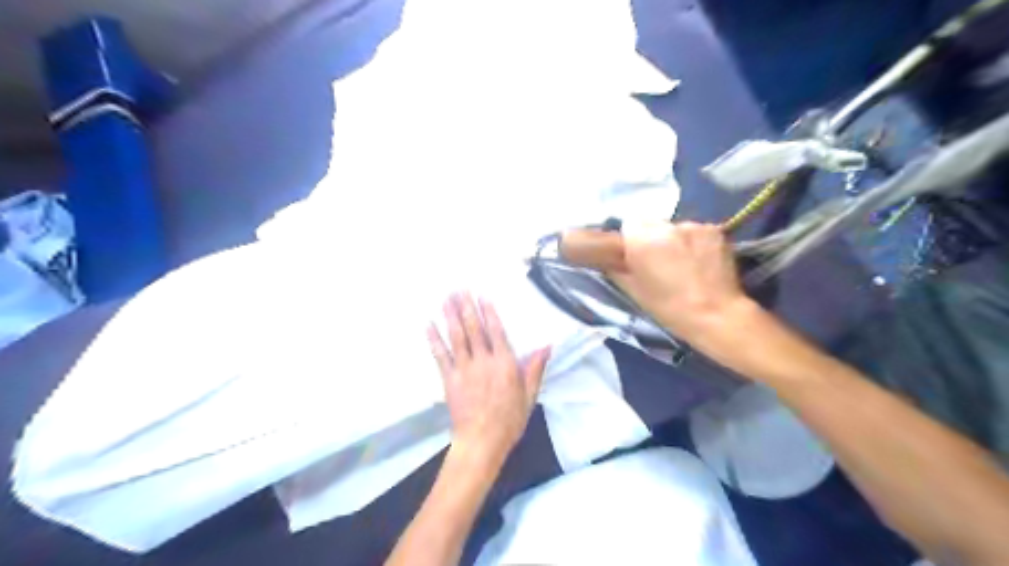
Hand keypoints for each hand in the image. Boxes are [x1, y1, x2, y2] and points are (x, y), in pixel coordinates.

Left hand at [428, 291, 550, 463]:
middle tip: (458, 288)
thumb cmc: (510, 420)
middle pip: (473, 329)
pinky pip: (440, 355)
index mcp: (505, 363)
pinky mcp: (449, 379)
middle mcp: (483, 361)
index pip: (496, 331)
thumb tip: (547, 345)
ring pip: (456, 336)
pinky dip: (434, 339)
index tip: (481, 296)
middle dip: (465, 307)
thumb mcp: (529, 395)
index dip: (488, 312)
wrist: (482, 441)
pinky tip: (428, 324)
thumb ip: (535, 369)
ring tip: (445, 298)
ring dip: (450, 316)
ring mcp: (464, 369)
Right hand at [606, 221, 756, 346]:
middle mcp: (665, 226)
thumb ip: (617, 268)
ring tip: (684, 264)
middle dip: (653, 238)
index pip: (629, 225)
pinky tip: (702, 261)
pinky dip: (696, 242)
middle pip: (652, 223)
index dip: (632, 241)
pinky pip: (697, 231)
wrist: (715, 314)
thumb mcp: (633, 290)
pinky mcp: (715, 229)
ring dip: (675, 240)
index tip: (637, 257)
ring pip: (675, 227)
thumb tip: (610, 258)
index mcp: (640, 240)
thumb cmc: (668, 307)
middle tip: (660, 261)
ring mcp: (693, 225)